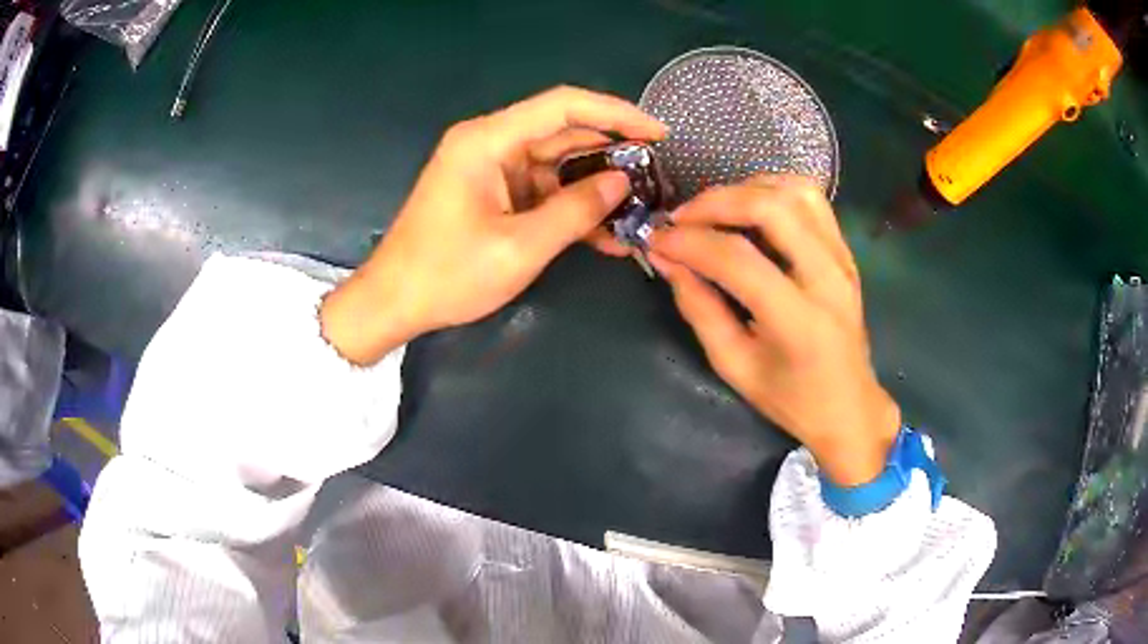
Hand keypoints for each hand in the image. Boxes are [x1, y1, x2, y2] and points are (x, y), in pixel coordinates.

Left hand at [320, 86, 666, 364]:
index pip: (564, 106)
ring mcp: (491, 168)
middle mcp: (490, 143)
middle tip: (657, 177)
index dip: (616, 114)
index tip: (658, 133)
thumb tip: (623, 183)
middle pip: (563, 133)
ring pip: (557, 164)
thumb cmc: (446, 275)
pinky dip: (570, 208)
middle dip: (612, 154)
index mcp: (488, 140)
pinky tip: (605, 233)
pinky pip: (542, 190)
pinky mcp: (493, 193)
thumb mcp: (519, 247)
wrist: (393, 303)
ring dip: (595, 188)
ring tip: (639, 210)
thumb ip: (575, 211)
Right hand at [646, 175, 899, 485]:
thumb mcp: (734, 365)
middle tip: (680, 218)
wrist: (849, 407)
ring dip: (746, 189)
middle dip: (715, 202)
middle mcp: (828, 279)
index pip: (738, 260)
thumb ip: (699, 308)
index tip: (656, 240)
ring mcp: (843, 259)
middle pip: (771, 208)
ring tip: (713, 210)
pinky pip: (811, 199)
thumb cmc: (790, 398)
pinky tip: (749, 206)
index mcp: (798, 321)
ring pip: (795, 191)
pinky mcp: (846, 252)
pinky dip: (773, 190)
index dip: (691, 243)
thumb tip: (666, 259)